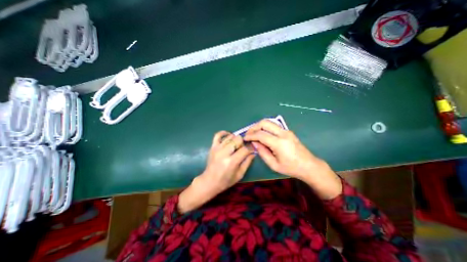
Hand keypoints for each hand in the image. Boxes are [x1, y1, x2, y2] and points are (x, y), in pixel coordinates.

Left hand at [178, 131, 254, 212]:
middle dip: (243, 143)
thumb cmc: (226, 180)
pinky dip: (224, 133)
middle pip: (238, 139)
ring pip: (230, 136)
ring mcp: (217, 148)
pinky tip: (229, 136)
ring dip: (235, 140)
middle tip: (242, 149)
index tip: (252, 150)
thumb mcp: (240, 174)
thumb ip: (247, 162)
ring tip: (235, 146)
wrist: (209, 181)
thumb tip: (253, 152)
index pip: (245, 149)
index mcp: (232, 161)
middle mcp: (224, 152)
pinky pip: (218, 135)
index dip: (250, 148)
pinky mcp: (213, 146)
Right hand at [245, 120, 341, 199]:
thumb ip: (262, 153)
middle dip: (254, 127)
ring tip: (254, 133)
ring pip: (269, 122)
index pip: (260, 134)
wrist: (309, 165)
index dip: (251, 135)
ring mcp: (286, 131)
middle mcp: (283, 133)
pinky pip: (273, 125)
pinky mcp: (288, 131)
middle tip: (248, 134)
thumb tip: (254, 143)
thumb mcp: (274, 165)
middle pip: (265, 123)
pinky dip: (265, 127)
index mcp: (279, 143)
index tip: (245, 138)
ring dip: (259, 126)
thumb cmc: (291, 168)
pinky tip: (262, 134)